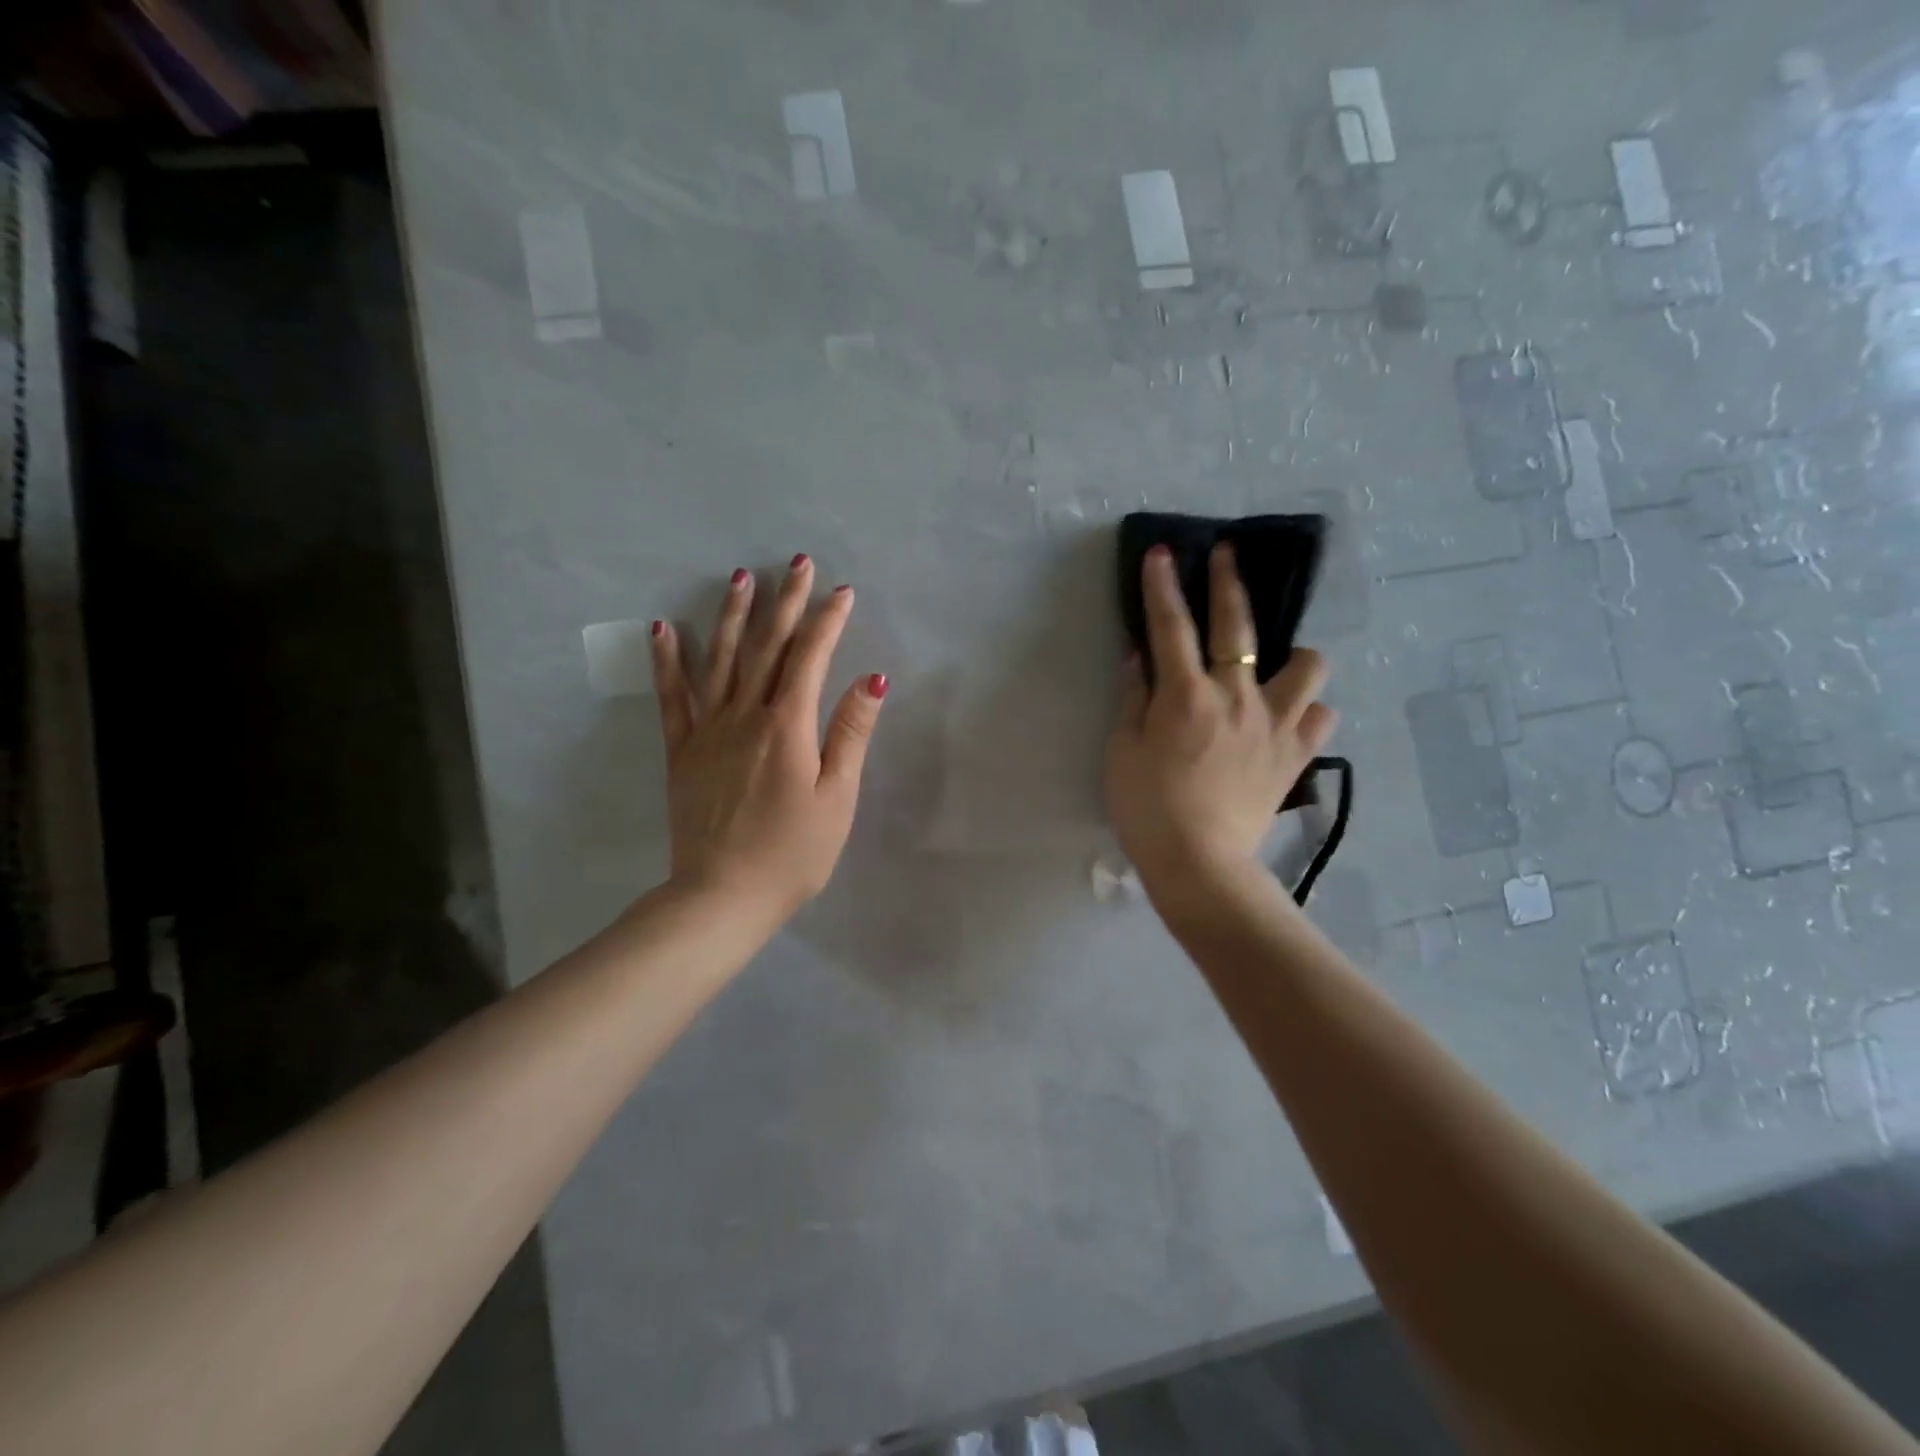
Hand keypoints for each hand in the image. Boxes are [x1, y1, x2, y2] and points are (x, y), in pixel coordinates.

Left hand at [649, 555, 887, 922]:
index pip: (811, 658)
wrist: (722, 896)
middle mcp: (745, 715)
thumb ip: (850, 734)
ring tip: (741, 577)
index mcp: (788, 726)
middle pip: (767, 647)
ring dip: (731, 615)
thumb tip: (871, 678)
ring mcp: (707, 730)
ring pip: (719, 659)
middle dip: (785, 602)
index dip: (828, 621)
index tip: (843, 591)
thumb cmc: (793, 854)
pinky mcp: (681, 750)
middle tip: (797, 563)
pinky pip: (672, 697)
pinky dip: (666, 660)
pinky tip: (663, 628)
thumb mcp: (837, 798)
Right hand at [1105, 542, 1336, 906]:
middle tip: (1226, 554)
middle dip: (1229, 581)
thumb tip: (1139, 656)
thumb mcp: (1122, 750)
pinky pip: (1320, 717)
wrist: (1200, 863)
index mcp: (1186, 695)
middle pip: (1238, 625)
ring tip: (1274, 666)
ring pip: (1308, 665)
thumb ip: (1133, 697)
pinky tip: (1289, 718)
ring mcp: (1275, 724)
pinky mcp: (1297, 755)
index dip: (1162, 585)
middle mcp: (1237, 697)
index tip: (1161, 552)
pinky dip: (1307, 710)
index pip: (1170, 626)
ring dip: (1292, 655)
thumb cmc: (1148, 807)